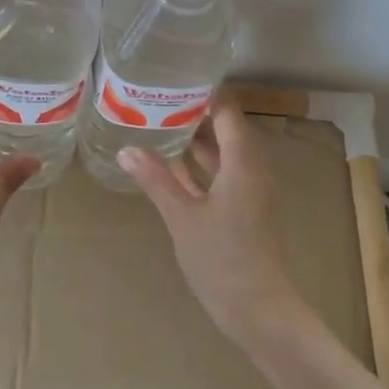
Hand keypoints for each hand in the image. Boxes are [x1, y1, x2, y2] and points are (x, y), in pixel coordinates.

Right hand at [118, 100, 310, 348]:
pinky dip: (200, 166)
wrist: (261, 312)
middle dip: (194, 112)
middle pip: (226, 128)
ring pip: (223, 153)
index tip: (174, 76)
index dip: (204, 91)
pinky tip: (172, 164)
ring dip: (196, 139)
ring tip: (159, 122)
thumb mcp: (183, 217)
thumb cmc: (223, 259)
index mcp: (243, 162)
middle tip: (157, 96)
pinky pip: (222, 174)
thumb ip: (156, 180)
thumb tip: (127, 148)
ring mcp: (250, 191)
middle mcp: (252, 169)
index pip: (227, 110)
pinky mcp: (245, 210)